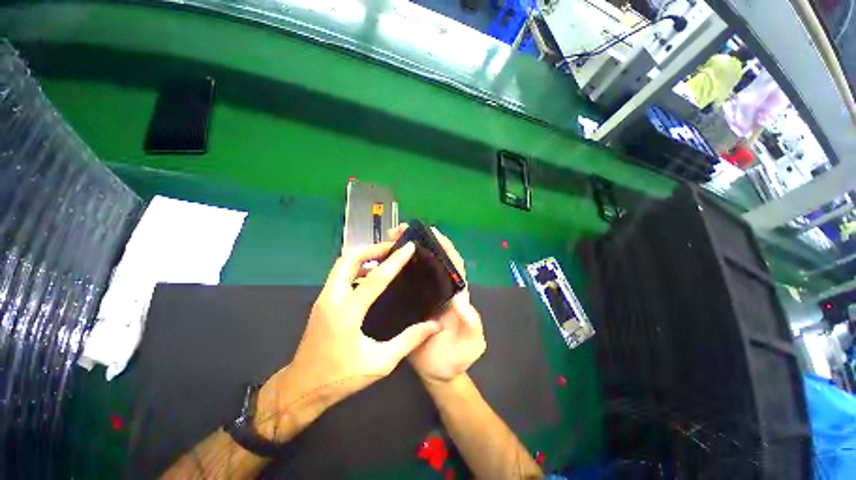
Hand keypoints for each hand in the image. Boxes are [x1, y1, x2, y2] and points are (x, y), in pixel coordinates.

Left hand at [257, 242, 440, 439]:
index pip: (375, 278)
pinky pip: (339, 275)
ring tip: (384, 257)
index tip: (408, 247)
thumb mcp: (381, 363)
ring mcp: (323, 299)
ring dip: (363, 256)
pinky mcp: (322, 302)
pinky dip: (356, 267)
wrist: (302, 389)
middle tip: (392, 248)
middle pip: (348, 259)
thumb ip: (409, 340)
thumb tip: (434, 325)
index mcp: (347, 313)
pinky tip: (370, 275)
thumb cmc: (341, 378)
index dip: (394, 260)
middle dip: (372, 249)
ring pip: (341, 265)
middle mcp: (332, 299)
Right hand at [388, 225, 485, 383]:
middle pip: (433, 261)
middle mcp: (440, 290)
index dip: (445, 247)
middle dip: (421, 243)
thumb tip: (462, 300)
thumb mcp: (471, 343)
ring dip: (406, 253)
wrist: (439, 374)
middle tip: (402, 231)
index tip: (432, 232)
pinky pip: (404, 283)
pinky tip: (382, 265)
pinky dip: (395, 271)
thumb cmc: (457, 358)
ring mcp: (425, 296)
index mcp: (456, 294)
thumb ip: (471, 324)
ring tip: (389, 241)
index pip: (453, 265)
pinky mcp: (410, 304)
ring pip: (417, 269)